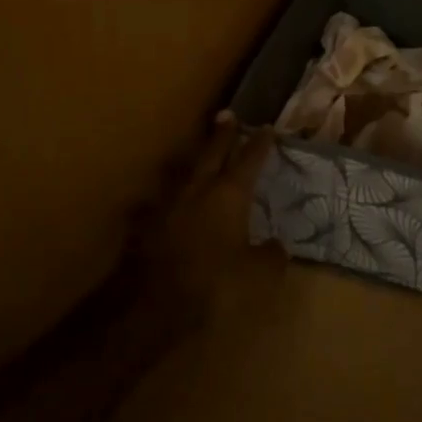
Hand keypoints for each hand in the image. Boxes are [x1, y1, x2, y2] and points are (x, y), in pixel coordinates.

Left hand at [132, 112, 273, 317]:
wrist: (155, 306)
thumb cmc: (215, 285)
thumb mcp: (258, 276)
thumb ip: (271, 256)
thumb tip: (276, 246)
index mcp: (230, 195)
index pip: (250, 160)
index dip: (260, 143)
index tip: (266, 127)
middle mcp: (198, 190)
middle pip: (212, 153)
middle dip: (222, 134)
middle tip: (227, 114)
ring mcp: (167, 205)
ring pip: (182, 173)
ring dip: (192, 162)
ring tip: (195, 155)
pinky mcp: (145, 226)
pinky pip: (157, 204)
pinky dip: (164, 201)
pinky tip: (160, 204)